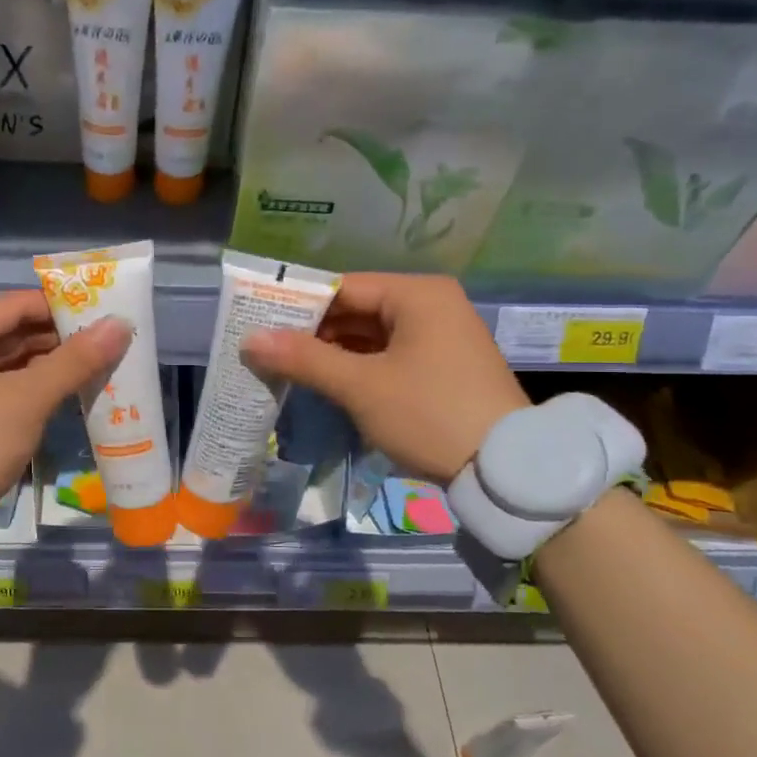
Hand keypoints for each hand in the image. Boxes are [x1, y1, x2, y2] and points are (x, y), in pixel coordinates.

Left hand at [0, 291, 129, 521]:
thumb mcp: (28, 398)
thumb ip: (75, 360)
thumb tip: (120, 325)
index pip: (16, 304)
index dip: (62, 306)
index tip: (105, 312)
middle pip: (13, 331)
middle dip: (60, 337)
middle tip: (109, 340)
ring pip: (10, 361)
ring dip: (51, 363)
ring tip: (98, 363)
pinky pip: (4, 386)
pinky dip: (34, 386)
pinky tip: (70, 390)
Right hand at [242, 274, 526, 484]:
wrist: (506, 468)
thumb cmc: (429, 413)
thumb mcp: (361, 386)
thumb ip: (304, 358)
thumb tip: (250, 340)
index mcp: (417, 294)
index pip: (343, 287)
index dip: (298, 305)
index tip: (259, 325)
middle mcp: (432, 305)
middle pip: (357, 309)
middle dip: (314, 332)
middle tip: (267, 350)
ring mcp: (441, 336)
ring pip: (372, 335)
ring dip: (333, 352)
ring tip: (288, 368)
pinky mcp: (443, 366)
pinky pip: (389, 354)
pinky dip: (359, 366)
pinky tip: (327, 382)